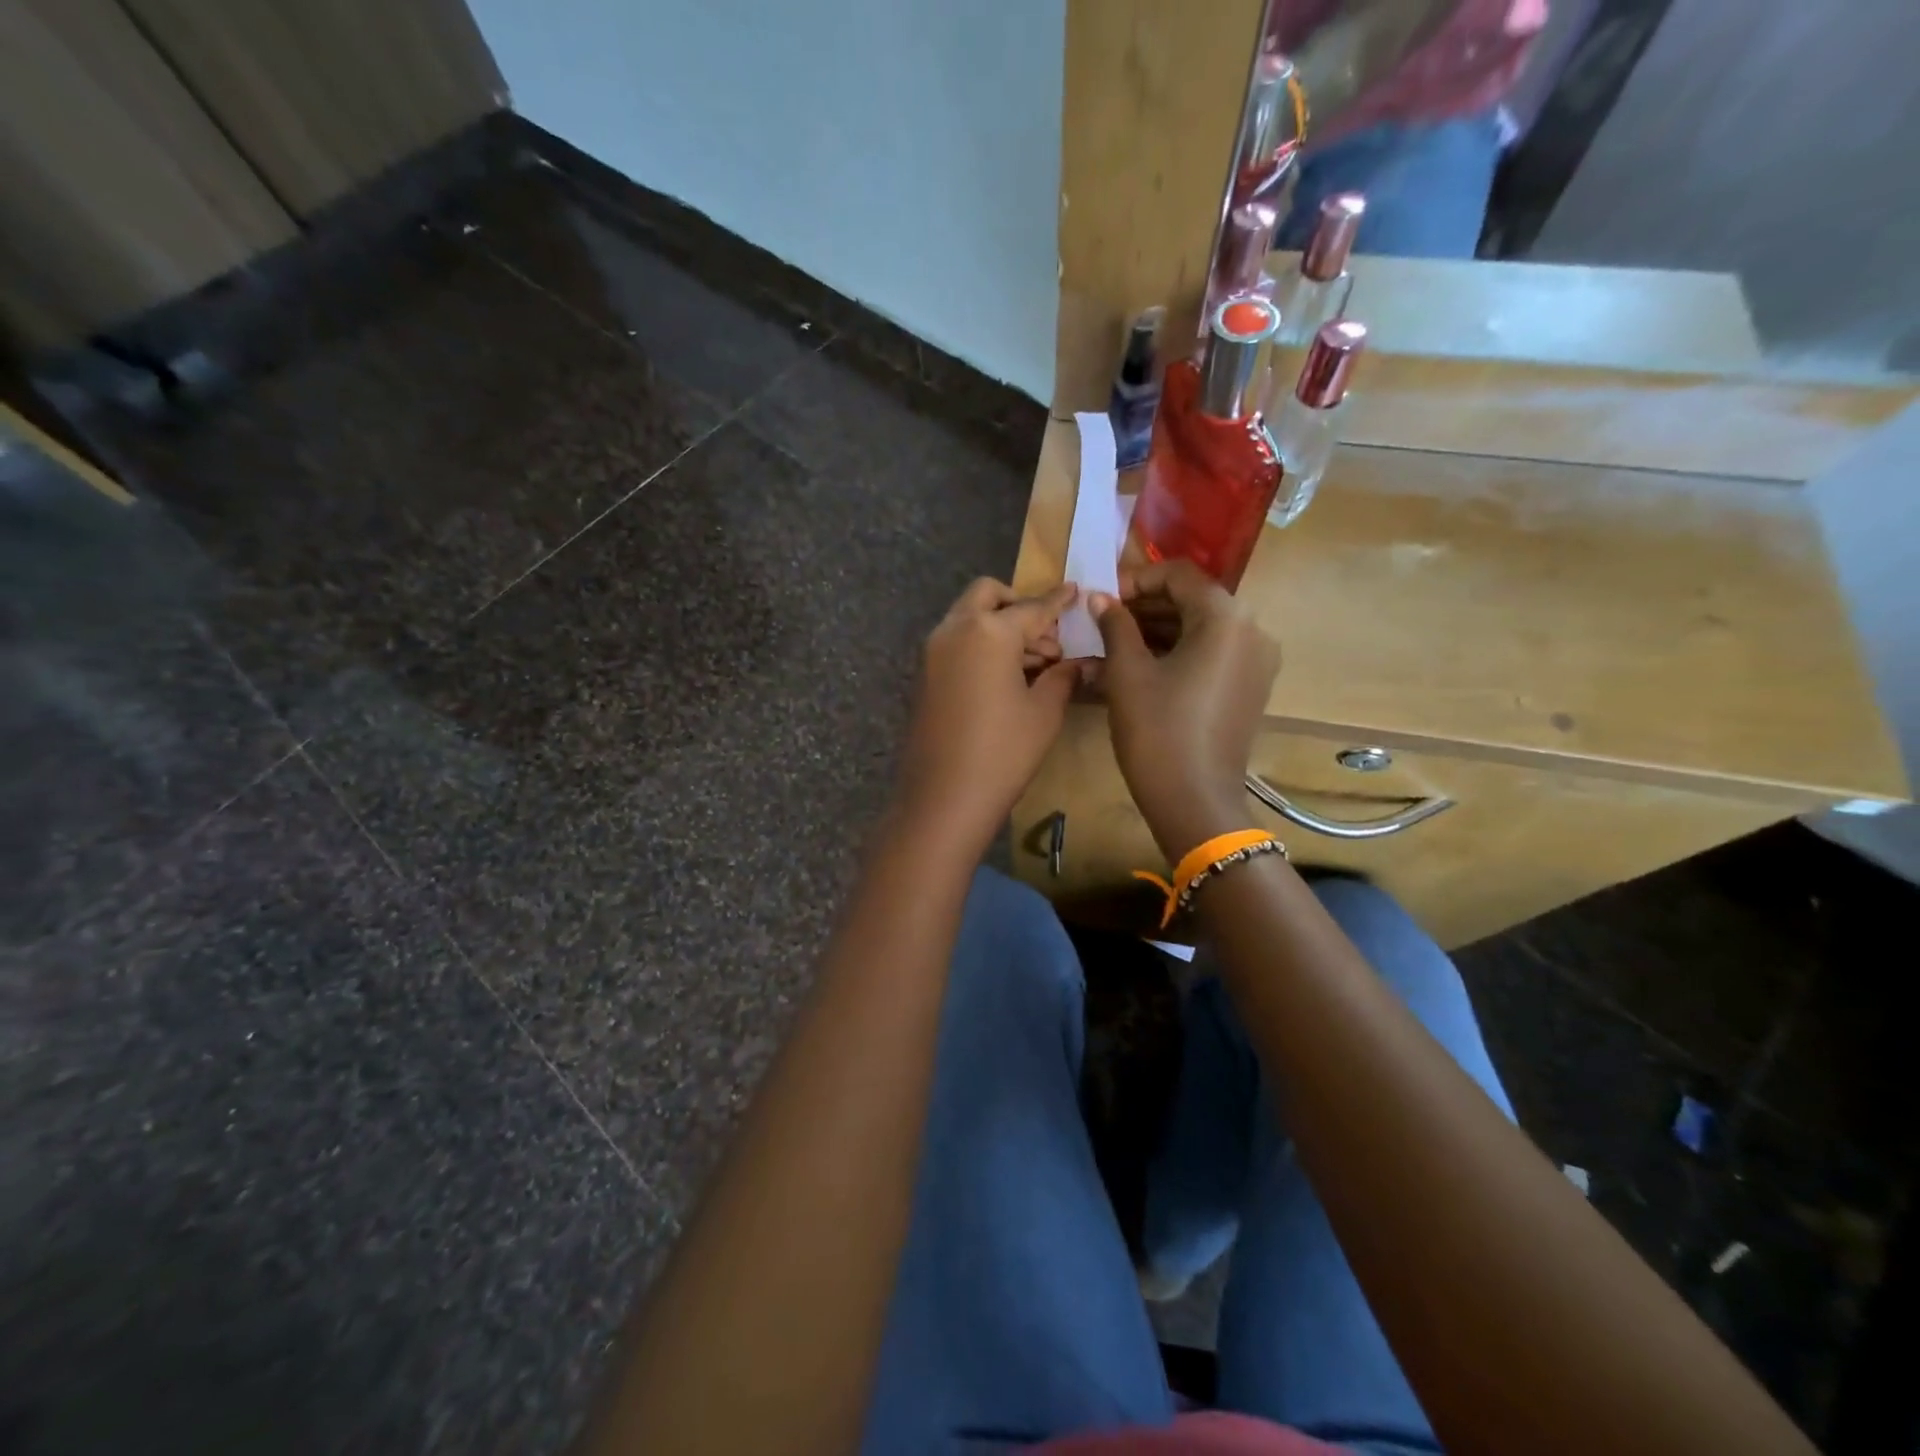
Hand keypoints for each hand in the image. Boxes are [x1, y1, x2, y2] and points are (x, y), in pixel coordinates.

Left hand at [895, 579, 1080, 855]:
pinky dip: (981, 645)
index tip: (1075, 591)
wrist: (943, 797)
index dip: (1058, 601)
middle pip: (988, 596)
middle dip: (1020, 606)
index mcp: (989, 632)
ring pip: (969, 618)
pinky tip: (1006, 678)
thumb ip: (1062, 676)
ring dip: (1000, 627)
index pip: (1032, 607)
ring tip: (1035, 664)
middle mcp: (955, 630)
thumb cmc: (1003, 752)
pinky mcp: (924, 675)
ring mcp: (933, 652)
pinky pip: (957, 642)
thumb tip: (1079, 662)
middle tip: (1048, 640)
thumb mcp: (1044, 712)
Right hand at [1091, 561, 1280, 859]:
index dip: (1136, 579)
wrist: (1194, 799)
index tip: (1103, 597)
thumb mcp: (1127, 673)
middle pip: (1194, 599)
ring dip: (1159, 629)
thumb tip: (1100, 598)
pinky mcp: (1251, 687)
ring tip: (1115, 642)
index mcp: (1226, 617)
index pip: (1179, 575)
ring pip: (1202, 628)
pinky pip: (1212, 653)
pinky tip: (1141, 664)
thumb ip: (1115, 625)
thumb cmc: (1157, 730)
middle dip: (1146, 605)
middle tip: (1104, 619)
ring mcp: (1256, 660)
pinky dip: (1178, 651)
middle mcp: (1252, 630)